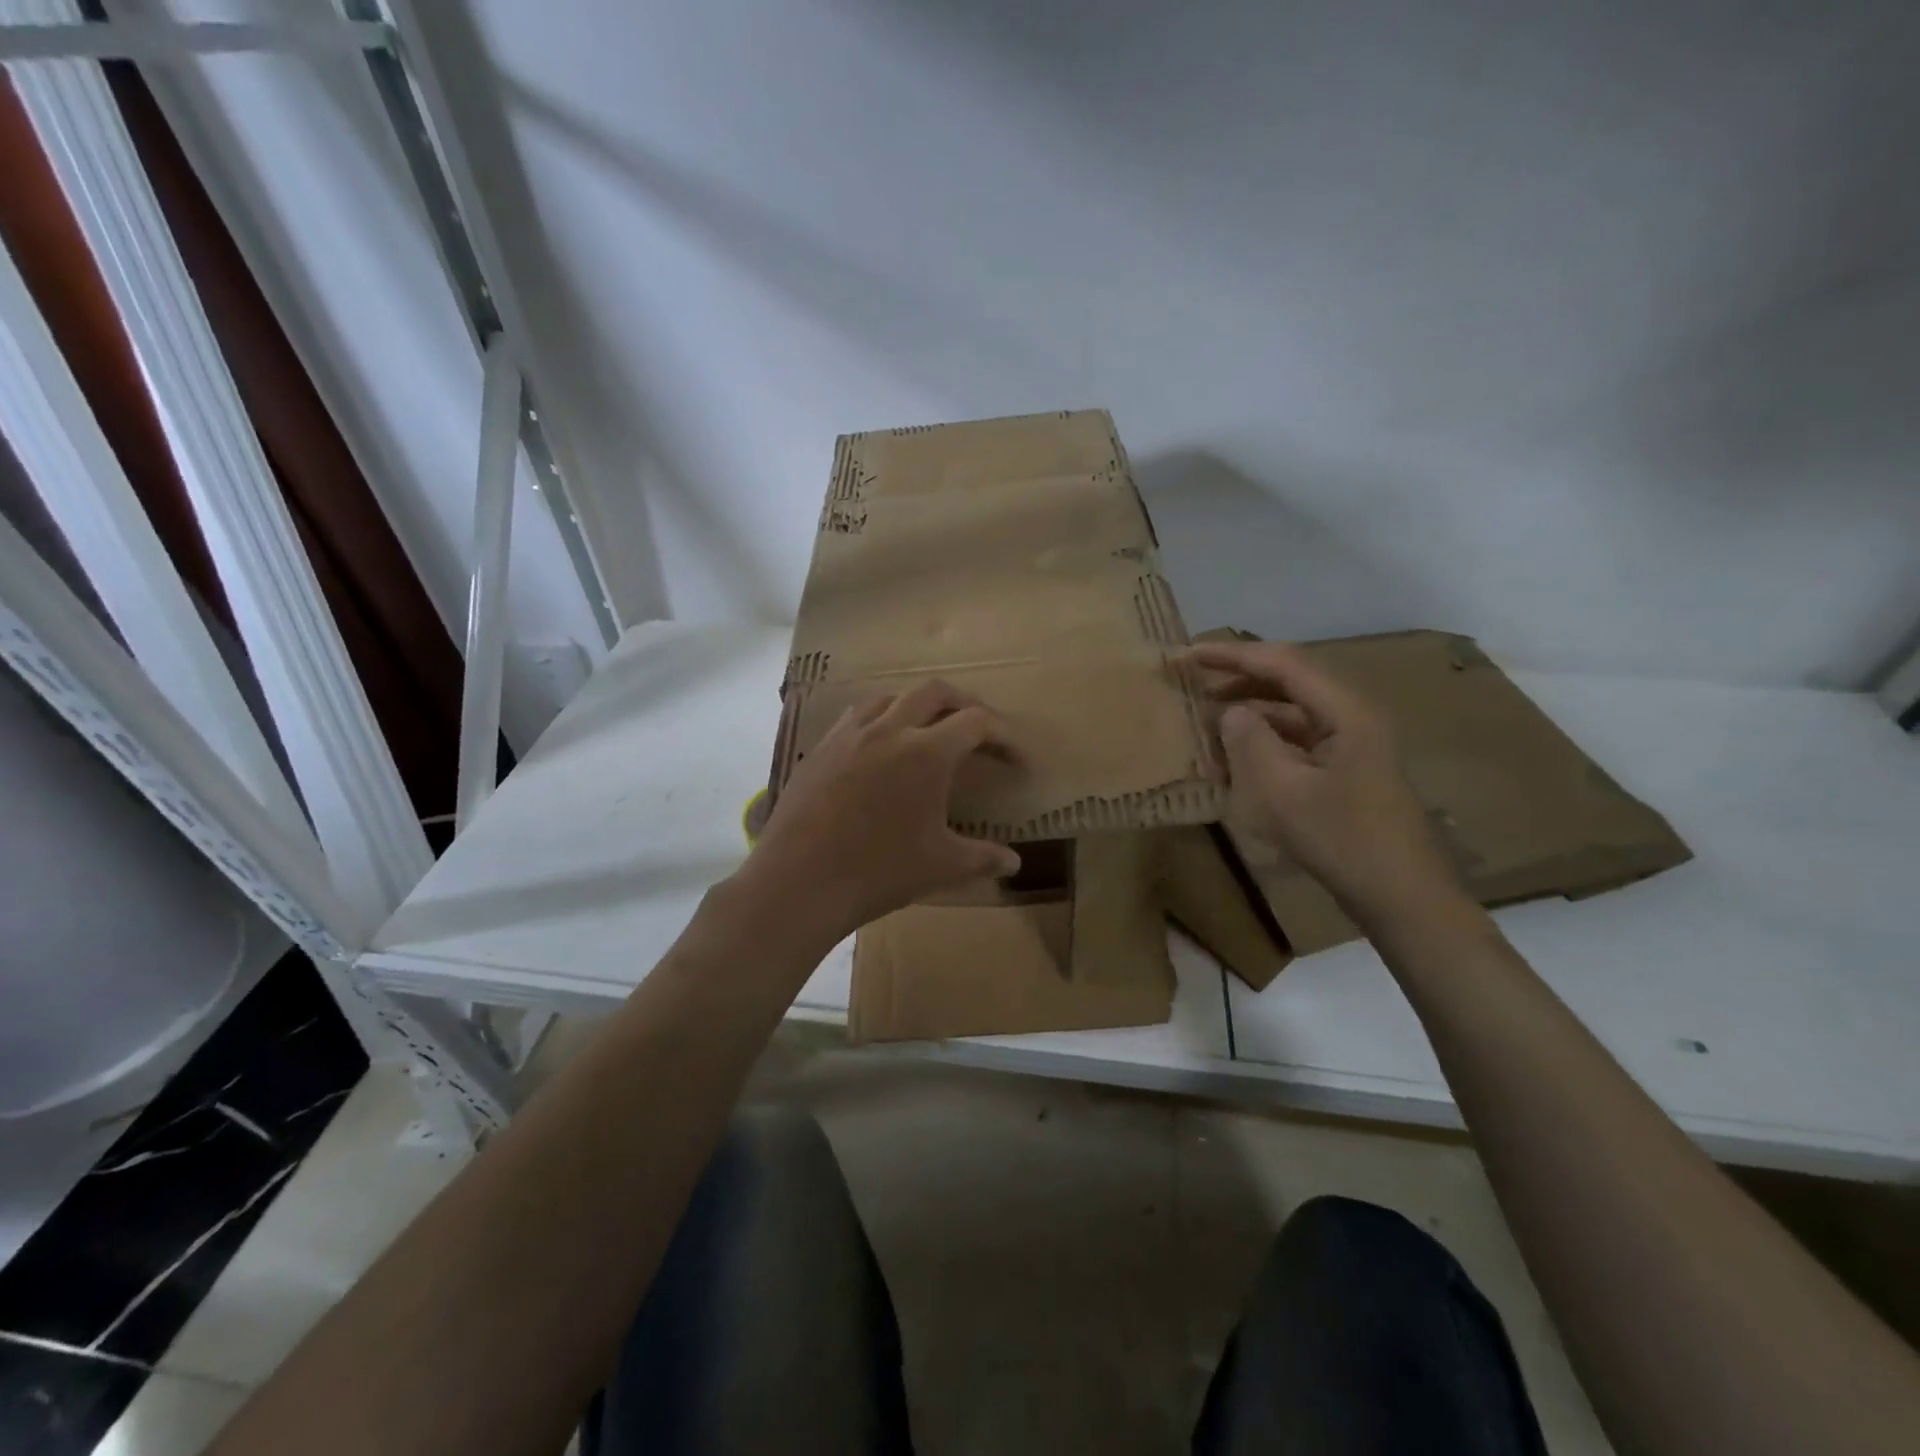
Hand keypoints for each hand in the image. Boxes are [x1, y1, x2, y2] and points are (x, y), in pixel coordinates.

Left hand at [742, 680, 1022, 944]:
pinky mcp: (820, 748)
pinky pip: (856, 717)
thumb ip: (983, 858)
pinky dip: (879, 721)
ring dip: (918, 706)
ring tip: (927, 732)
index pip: (976, 722)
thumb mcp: (940, 866)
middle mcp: (889, 729)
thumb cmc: (878, 871)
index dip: (1004, 736)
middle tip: (977, 730)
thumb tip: (1015, 862)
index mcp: (927, 753)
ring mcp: (849, 734)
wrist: (800, 881)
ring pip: (891, 697)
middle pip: (935, 691)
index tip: (1014, 759)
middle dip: (963, 703)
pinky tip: (878, 749)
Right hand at [1190, 639, 1461, 926]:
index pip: (1283, 664)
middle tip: (1191, 683)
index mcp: (1345, 711)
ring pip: (1290, 712)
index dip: (1232, 655)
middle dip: (1238, 678)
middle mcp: (1350, 716)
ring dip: (1248, 712)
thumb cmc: (1342, 839)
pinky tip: (1233, 756)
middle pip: (1288, 681)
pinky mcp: (1344, 769)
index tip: (1189, 654)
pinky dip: (1263, 741)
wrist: (1401, 896)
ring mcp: (1349, 743)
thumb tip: (1229, 712)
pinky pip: (1296, 740)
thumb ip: (1250, 742)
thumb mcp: (1284, 791)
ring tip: (1204, 720)